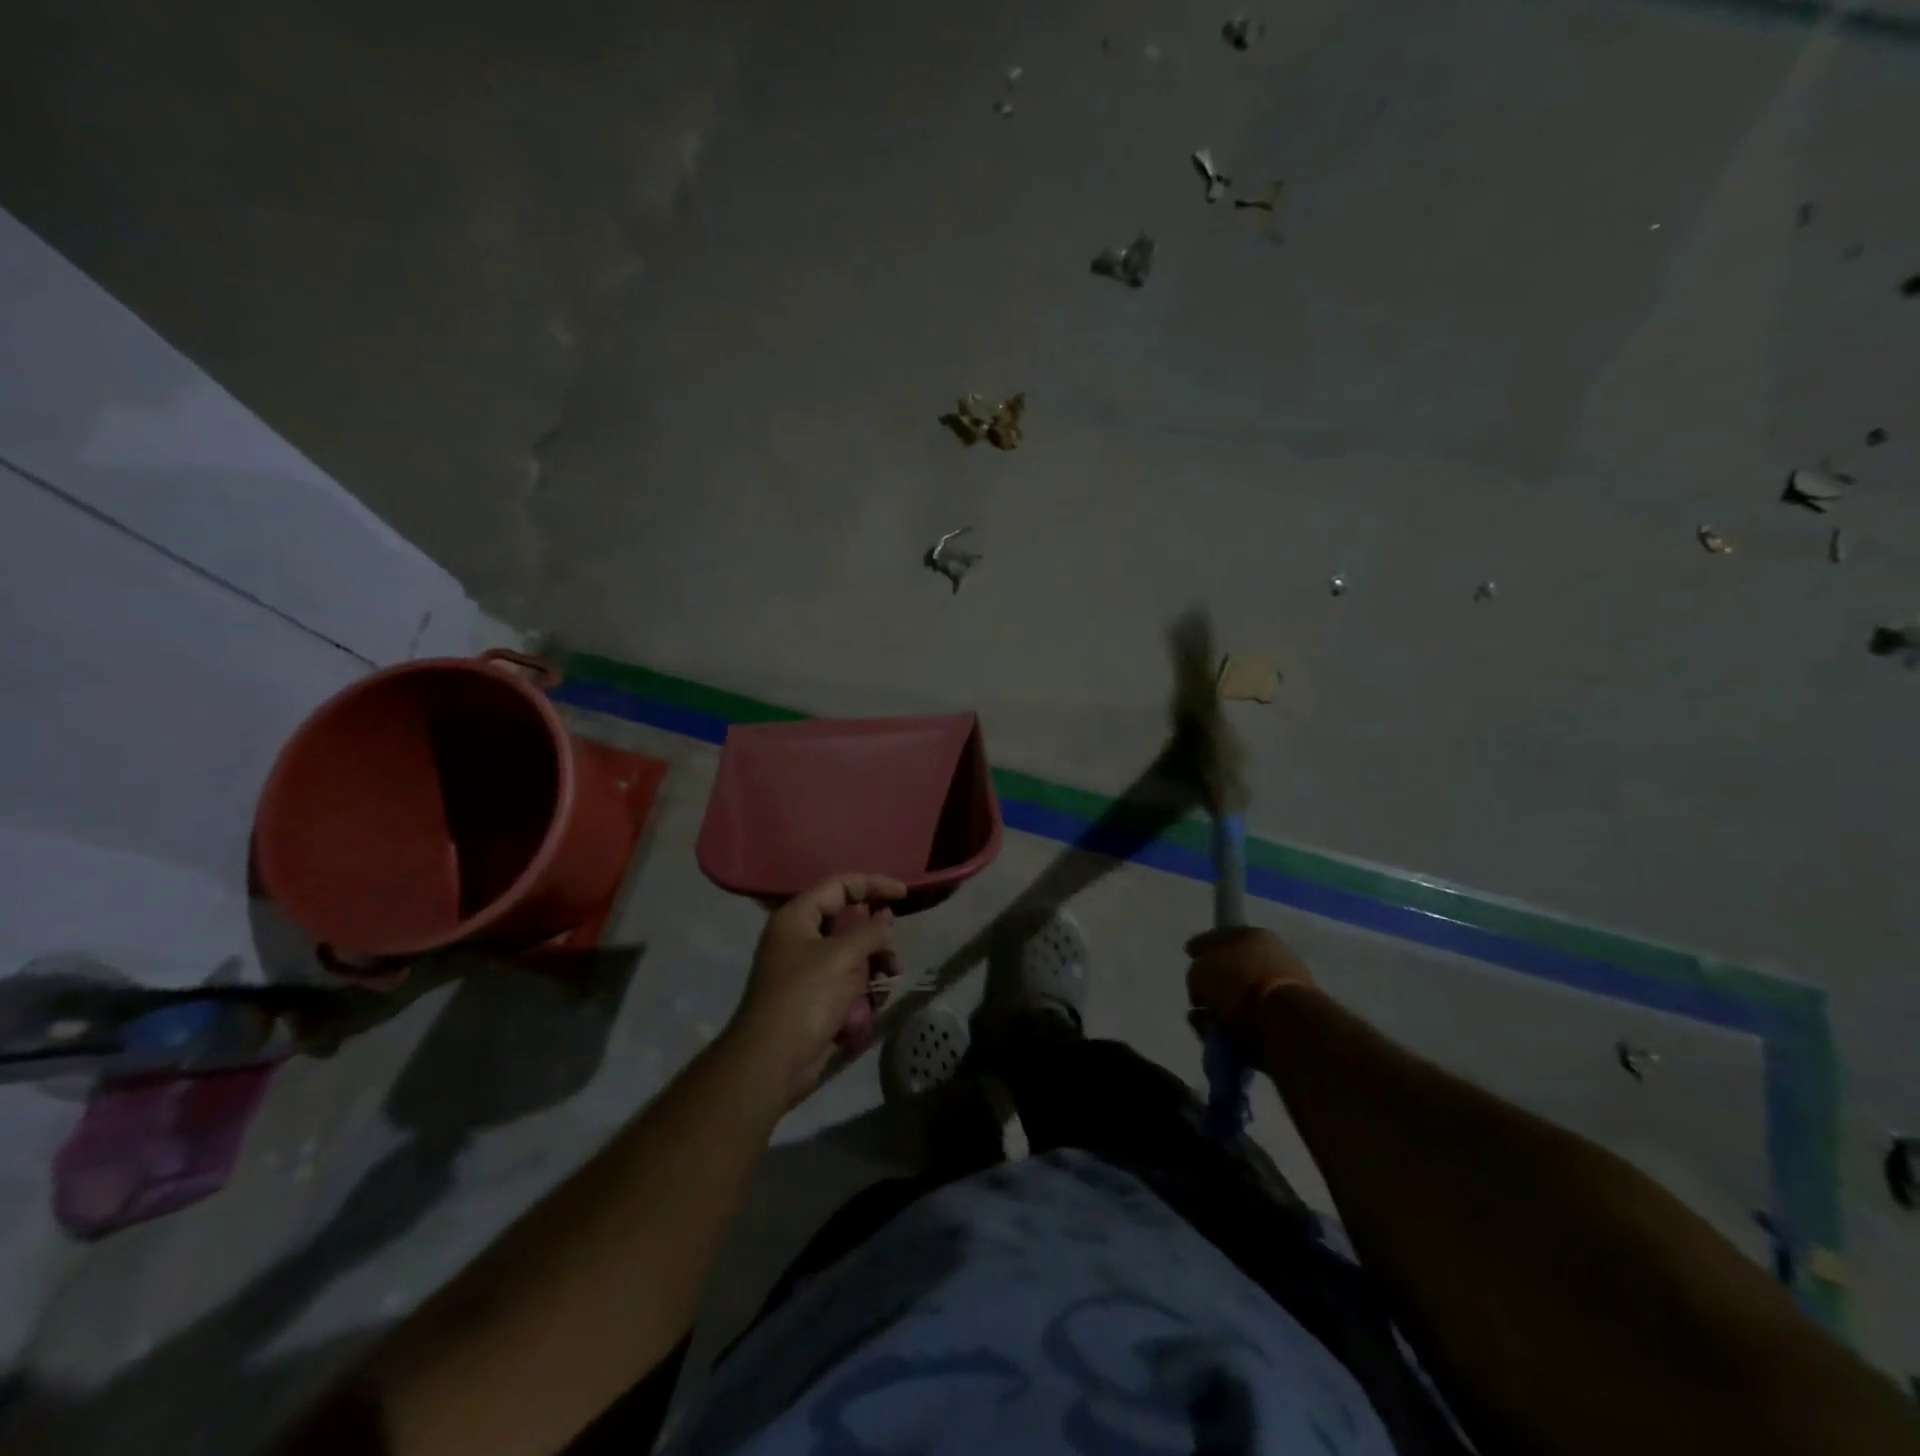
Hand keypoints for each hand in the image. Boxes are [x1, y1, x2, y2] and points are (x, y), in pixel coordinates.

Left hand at [725, 872, 905, 1104]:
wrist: (772, 1061)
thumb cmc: (805, 997)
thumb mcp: (842, 957)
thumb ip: (869, 931)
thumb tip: (885, 919)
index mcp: (797, 917)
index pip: (840, 885)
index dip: (873, 884)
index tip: (903, 895)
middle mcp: (800, 937)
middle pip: (847, 920)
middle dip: (875, 933)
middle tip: (891, 947)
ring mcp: (806, 969)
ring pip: (851, 952)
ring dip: (874, 962)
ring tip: (890, 977)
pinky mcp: (815, 997)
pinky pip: (846, 980)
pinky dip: (863, 987)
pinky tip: (874, 1003)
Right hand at [1185, 926, 1318, 1045]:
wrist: (1286, 1025)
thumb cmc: (1241, 984)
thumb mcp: (1200, 970)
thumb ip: (1196, 972)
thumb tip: (1202, 983)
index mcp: (1255, 935)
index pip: (1222, 936)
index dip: (1202, 947)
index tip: (1189, 957)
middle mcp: (1273, 958)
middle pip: (1231, 971)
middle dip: (1211, 987)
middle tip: (1195, 1000)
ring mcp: (1284, 991)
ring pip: (1241, 1000)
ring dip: (1219, 1012)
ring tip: (1203, 1025)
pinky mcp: (1289, 1023)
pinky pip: (1252, 1024)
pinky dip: (1234, 1031)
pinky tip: (1219, 1039)